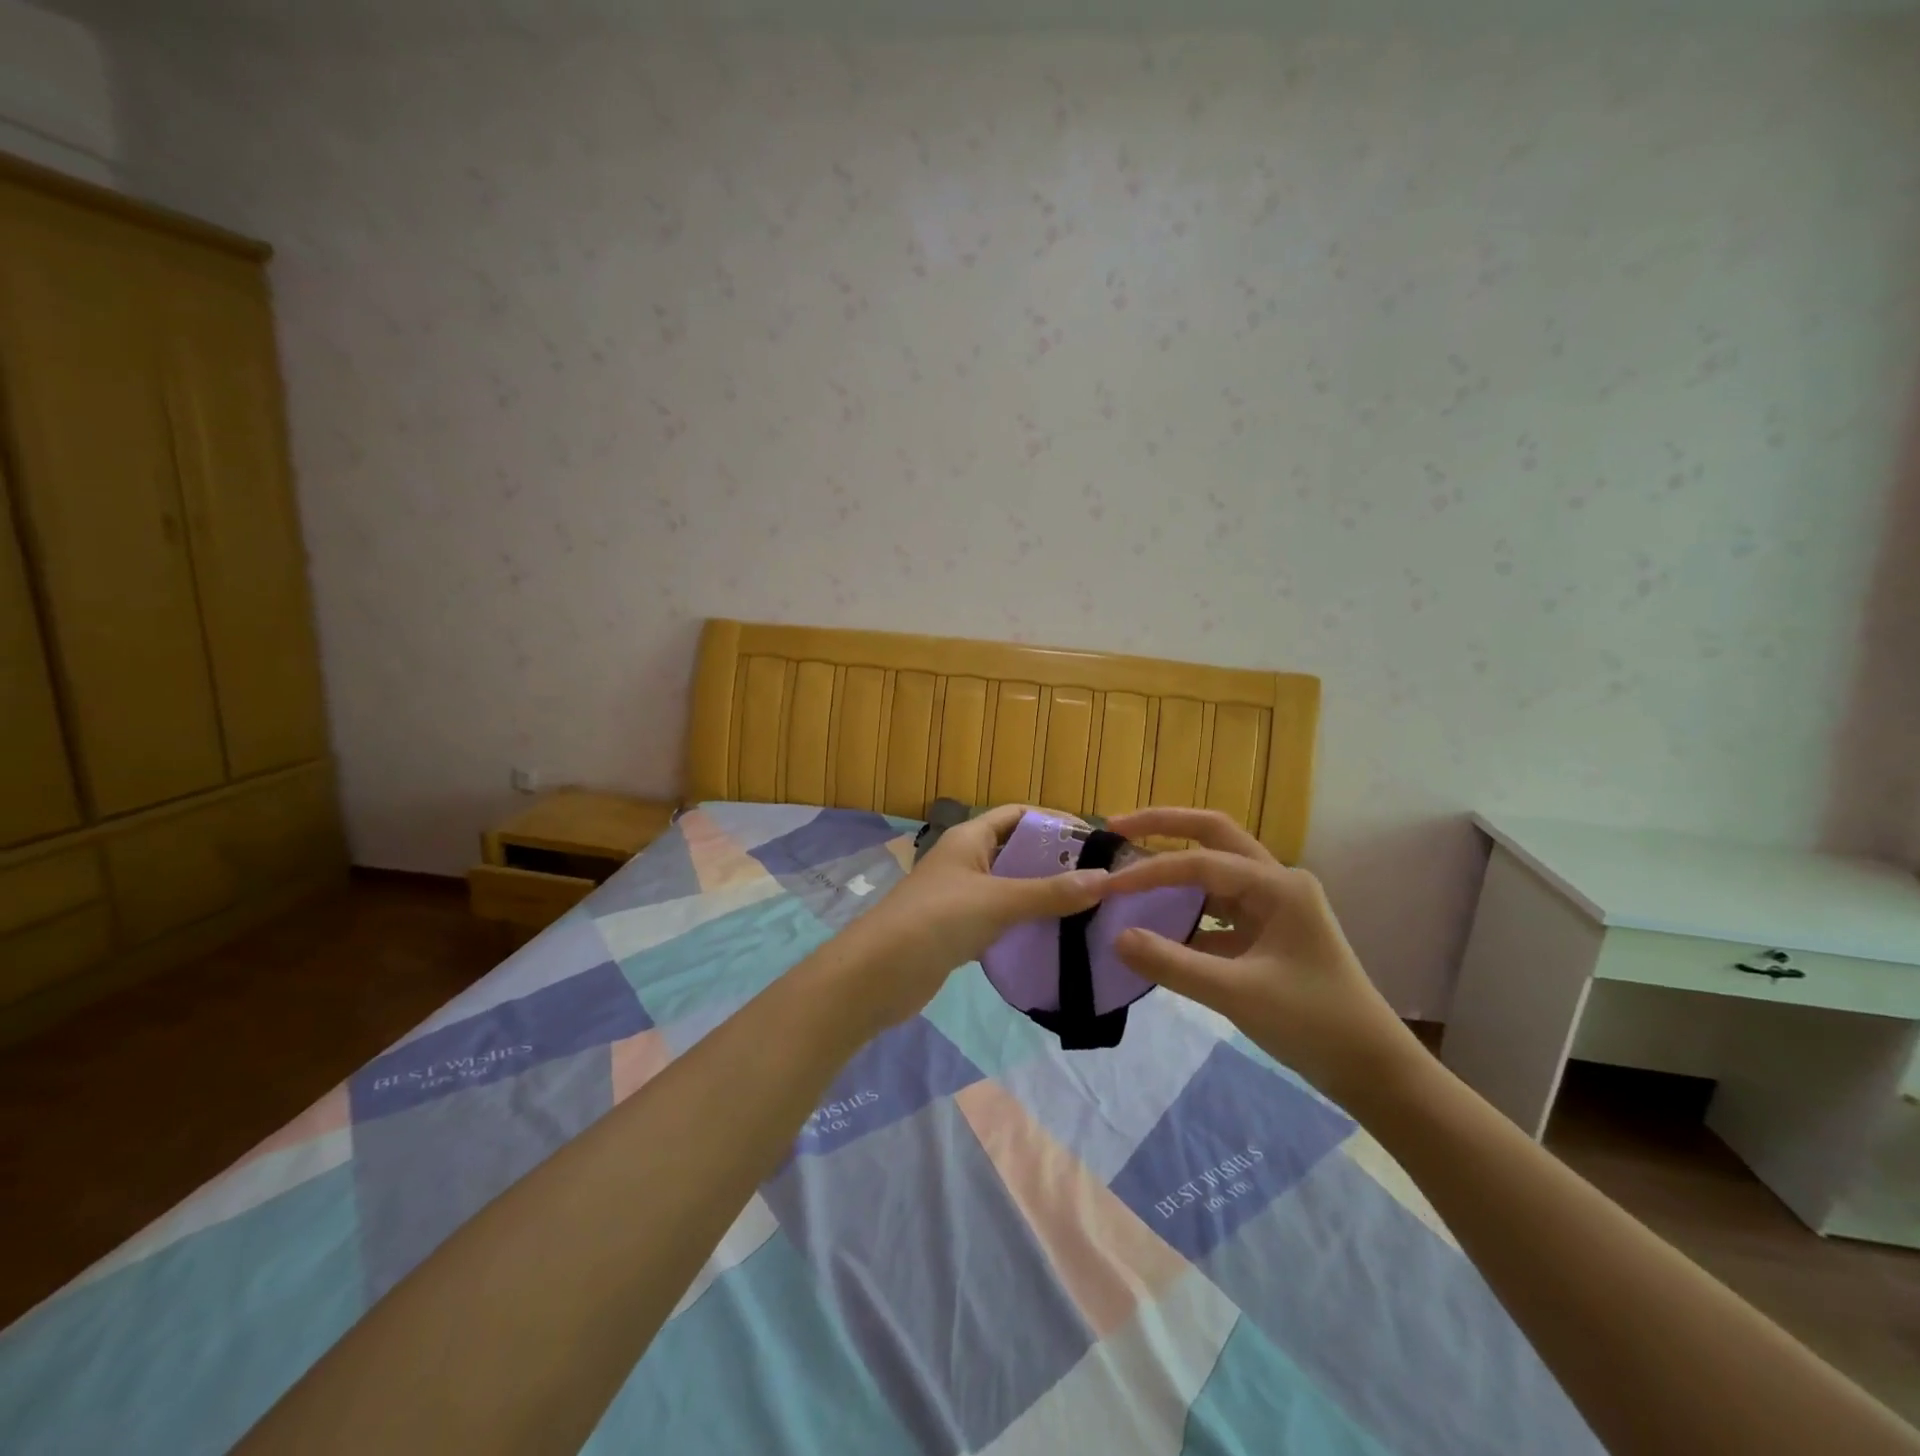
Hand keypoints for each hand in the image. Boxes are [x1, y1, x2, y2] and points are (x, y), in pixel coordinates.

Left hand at [838, 804, 1110, 1029]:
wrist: (877, 975)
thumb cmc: (937, 920)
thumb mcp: (998, 901)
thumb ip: (1050, 892)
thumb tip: (1106, 879)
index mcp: (970, 837)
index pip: (1018, 814)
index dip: (1054, 822)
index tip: (1095, 842)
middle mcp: (966, 859)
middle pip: (1018, 850)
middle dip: (1056, 862)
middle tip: (1101, 879)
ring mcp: (961, 895)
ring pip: (1012, 886)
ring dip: (1044, 894)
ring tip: (1089, 908)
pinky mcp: (960, 929)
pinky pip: (1002, 917)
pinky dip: (1027, 922)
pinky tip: (1056, 936)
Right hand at [1102, 808, 1418, 1102]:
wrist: (1371, 1069)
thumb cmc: (1312, 1023)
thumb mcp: (1236, 993)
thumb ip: (1172, 963)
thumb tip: (1116, 937)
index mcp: (1277, 885)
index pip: (1199, 863)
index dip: (1149, 871)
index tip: (1106, 886)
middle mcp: (1276, 882)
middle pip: (1212, 835)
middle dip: (1163, 826)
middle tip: (1114, 828)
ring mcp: (1273, 905)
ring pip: (1214, 869)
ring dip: (1173, 865)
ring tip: (1127, 868)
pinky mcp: (1266, 932)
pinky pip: (1218, 906)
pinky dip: (1185, 909)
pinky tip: (1155, 924)